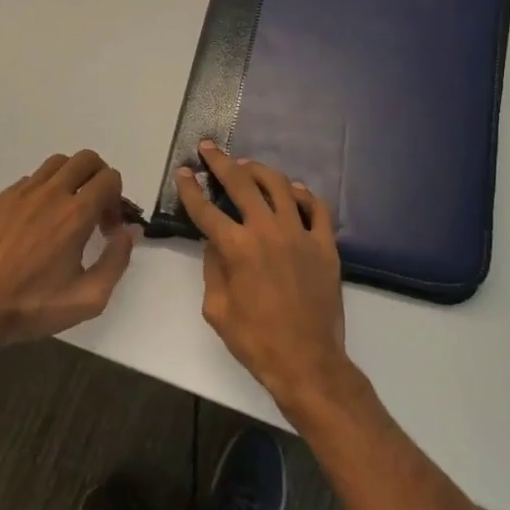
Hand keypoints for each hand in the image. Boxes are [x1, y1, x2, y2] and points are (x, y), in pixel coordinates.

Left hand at [0, 149, 137, 355]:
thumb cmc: (31, 308)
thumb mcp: (88, 298)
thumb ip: (117, 260)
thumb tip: (127, 232)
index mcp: (75, 215)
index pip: (109, 178)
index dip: (117, 200)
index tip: (107, 228)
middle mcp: (49, 194)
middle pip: (86, 159)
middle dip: (99, 179)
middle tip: (94, 210)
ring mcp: (19, 194)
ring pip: (56, 164)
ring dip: (71, 179)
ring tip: (66, 212)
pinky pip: (29, 181)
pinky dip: (43, 192)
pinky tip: (35, 224)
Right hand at [176, 139, 350, 411]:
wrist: (307, 361)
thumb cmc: (255, 341)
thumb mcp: (217, 309)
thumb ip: (213, 269)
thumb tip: (215, 243)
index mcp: (237, 248)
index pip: (207, 210)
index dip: (191, 189)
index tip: (184, 172)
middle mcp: (268, 231)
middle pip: (242, 184)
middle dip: (222, 163)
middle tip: (210, 148)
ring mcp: (300, 234)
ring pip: (279, 187)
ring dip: (260, 171)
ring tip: (247, 166)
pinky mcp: (325, 244)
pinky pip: (316, 207)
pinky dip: (302, 194)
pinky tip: (292, 191)